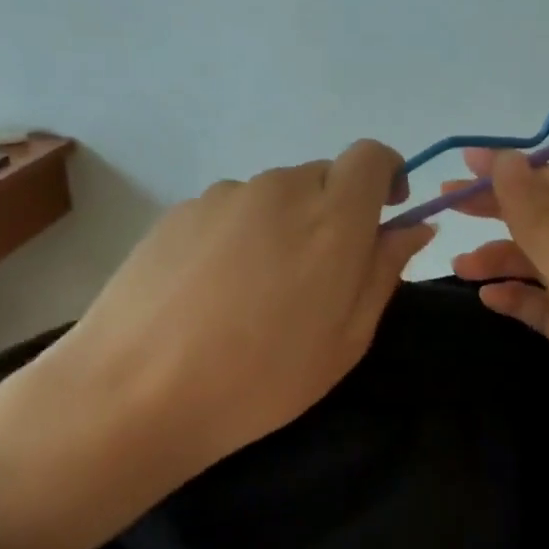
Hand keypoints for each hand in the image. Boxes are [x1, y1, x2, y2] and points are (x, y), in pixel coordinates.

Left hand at [0, 141, 434, 548]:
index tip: (382, 216)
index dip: (386, 176)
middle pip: (322, 177)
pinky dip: (239, 236)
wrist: (136, 391)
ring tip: (256, 293)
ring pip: (274, 195)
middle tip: (316, 278)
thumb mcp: (347, 340)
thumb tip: (412, 227)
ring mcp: (223, 196)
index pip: (371, 157)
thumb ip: (384, 271)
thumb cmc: (262, 379)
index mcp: (332, 218)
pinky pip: (230, 210)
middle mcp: (280, 189)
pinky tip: (212, 291)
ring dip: (284, 226)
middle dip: (334, 212)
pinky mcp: (179, 210)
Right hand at [447, 149, 548, 525]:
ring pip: (547, 267)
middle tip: (446, 206)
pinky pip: (548, 307)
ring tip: (460, 266)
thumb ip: (538, 218)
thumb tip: (506, 161)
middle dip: (502, 215)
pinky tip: (488, 298)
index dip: (512, 173)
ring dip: (505, 261)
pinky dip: (519, 298)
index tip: (462, 163)